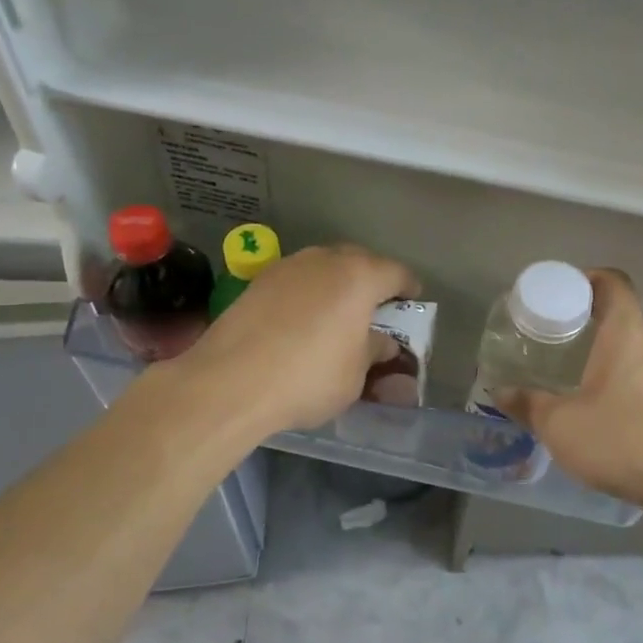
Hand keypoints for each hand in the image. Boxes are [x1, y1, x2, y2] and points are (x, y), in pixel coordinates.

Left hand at [173, 244, 417, 438]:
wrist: (230, 382)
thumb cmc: (308, 377)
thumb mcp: (356, 374)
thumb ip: (374, 350)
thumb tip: (381, 342)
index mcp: (359, 276)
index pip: (397, 273)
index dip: (409, 289)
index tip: (412, 303)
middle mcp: (325, 260)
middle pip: (360, 262)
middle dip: (372, 281)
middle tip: (376, 308)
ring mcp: (288, 266)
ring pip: (324, 268)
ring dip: (337, 285)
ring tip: (338, 314)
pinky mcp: (258, 281)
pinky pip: (297, 281)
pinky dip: (308, 294)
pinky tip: (302, 321)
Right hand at [495, 270, 642, 515]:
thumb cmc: (620, 438)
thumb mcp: (560, 424)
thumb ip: (527, 404)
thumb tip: (500, 391)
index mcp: (625, 332)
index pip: (612, 282)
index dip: (584, 278)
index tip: (556, 293)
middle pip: (617, 313)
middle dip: (582, 317)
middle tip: (547, 332)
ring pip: (626, 345)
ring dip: (596, 349)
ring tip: (561, 365)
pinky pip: (634, 372)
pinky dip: (611, 374)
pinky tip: (588, 400)